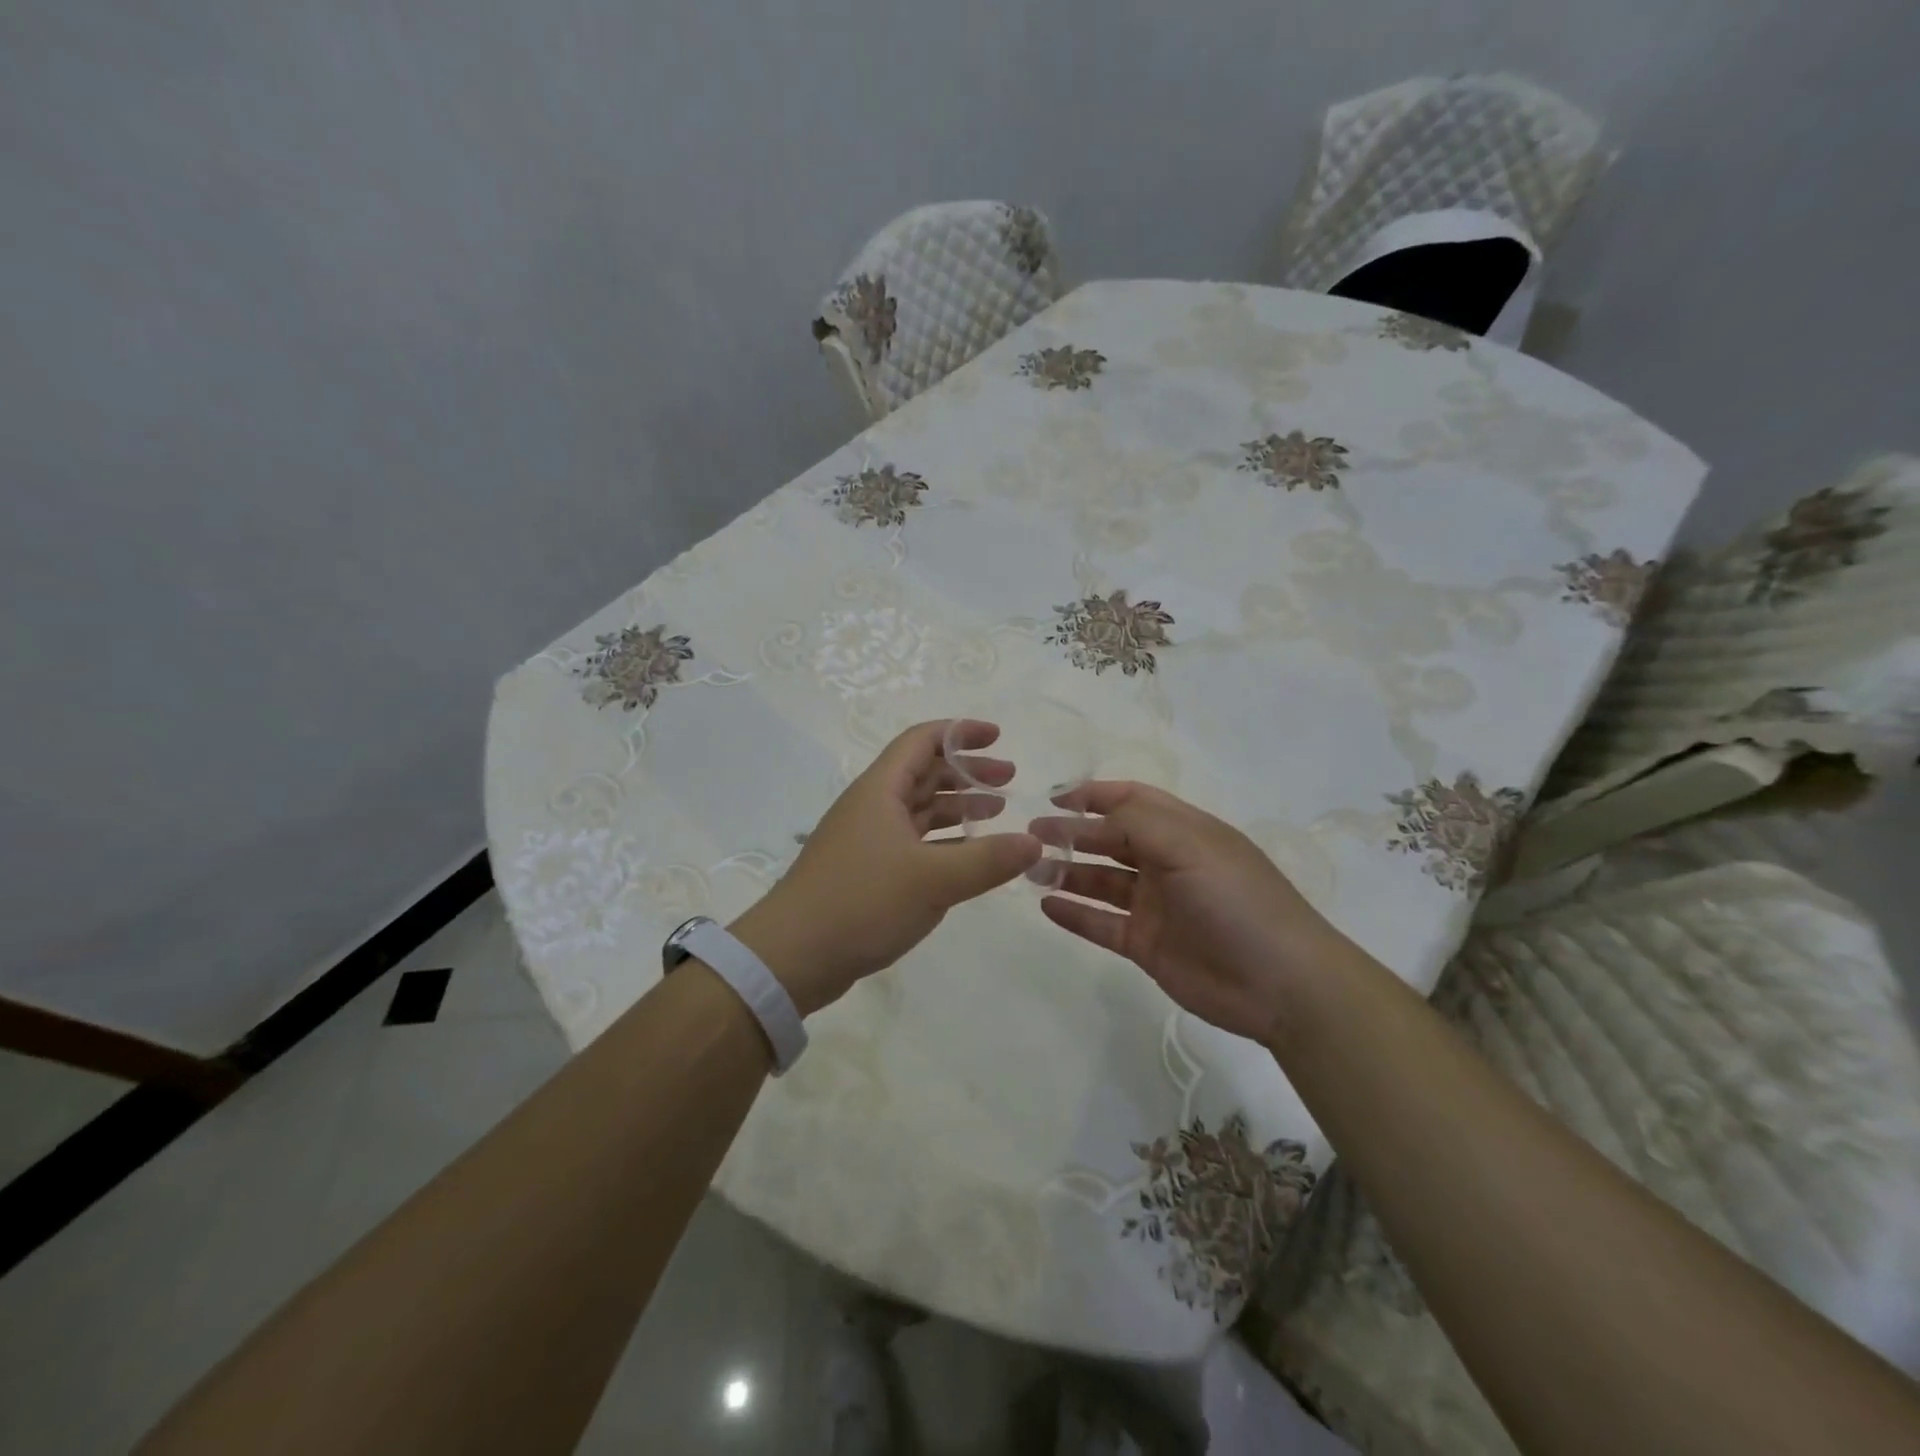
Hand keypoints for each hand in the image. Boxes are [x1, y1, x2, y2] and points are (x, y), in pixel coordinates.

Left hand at [731, 720, 1041, 1015]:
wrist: (792, 957)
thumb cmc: (862, 902)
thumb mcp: (933, 880)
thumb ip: (988, 860)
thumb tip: (1035, 842)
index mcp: (880, 790)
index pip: (922, 740)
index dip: (961, 732)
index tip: (998, 736)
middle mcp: (872, 806)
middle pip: (923, 772)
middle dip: (967, 772)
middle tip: (1009, 780)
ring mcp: (867, 840)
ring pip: (918, 809)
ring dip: (956, 806)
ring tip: (997, 812)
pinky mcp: (865, 872)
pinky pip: (912, 842)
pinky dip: (942, 841)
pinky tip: (965, 857)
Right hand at [1032, 781, 1350, 1044]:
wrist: (1281, 984)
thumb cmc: (1237, 901)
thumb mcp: (1190, 846)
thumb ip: (1137, 823)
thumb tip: (1091, 817)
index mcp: (1183, 832)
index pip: (1132, 801)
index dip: (1094, 795)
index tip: (1054, 797)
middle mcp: (1166, 863)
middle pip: (1110, 840)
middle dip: (1071, 834)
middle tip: (1030, 835)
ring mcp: (1155, 906)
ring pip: (1101, 881)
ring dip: (1066, 872)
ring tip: (1030, 870)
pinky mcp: (1146, 945)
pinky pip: (1101, 924)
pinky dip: (1074, 914)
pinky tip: (1046, 906)